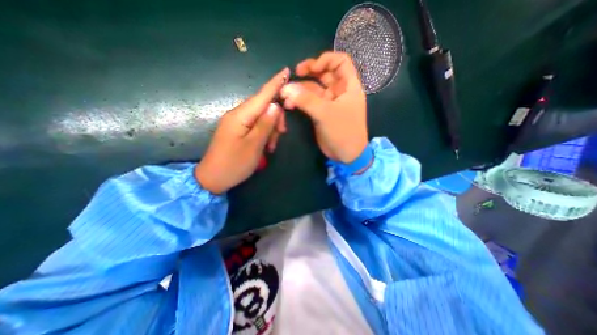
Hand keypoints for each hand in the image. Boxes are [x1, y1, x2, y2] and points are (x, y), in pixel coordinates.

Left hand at [195, 68, 289, 193]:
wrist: (213, 178)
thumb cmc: (234, 164)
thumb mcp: (254, 146)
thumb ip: (265, 124)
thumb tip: (275, 106)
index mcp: (240, 116)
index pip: (262, 96)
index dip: (275, 84)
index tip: (286, 71)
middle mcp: (238, 115)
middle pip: (263, 107)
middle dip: (276, 119)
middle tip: (281, 135)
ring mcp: (237, 122)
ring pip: (261, 118)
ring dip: (270, 129)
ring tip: (271, 146)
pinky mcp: (237, 130)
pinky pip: (255, 126)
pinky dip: (264, 134)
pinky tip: (266, 146)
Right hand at [282, 50, 368, 163]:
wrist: (346, 154)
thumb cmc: (343, 132)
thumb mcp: (326, 114)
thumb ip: (306, 100)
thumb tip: (287, 88)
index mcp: (349, 86)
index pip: (341, 62)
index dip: (326, 60)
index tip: (312, 68)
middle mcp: (339, 92)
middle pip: (324, 74)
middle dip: (309, 72)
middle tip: (295, 73)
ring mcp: (329, 103)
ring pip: (314, 89)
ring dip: (300, 90)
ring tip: (286, 95)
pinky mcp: (321, 113)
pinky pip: (310, 102)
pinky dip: (300, 101)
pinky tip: (290, 105)